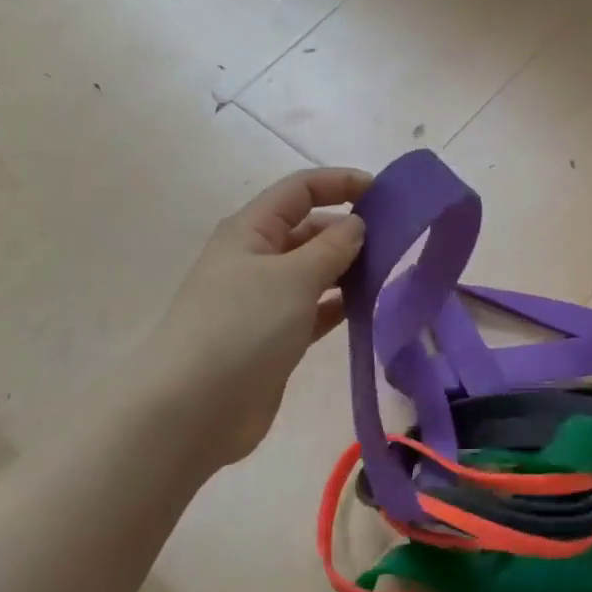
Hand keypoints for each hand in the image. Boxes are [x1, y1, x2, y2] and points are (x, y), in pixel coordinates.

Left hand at [146, 167, 371, 466]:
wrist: (194, 408)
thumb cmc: (242, 327)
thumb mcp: (292, 277)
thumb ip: (331, 247)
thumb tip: (356, 225)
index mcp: (251, 231)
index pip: (300, 190)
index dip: (340, 183)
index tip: (384, 192)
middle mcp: (256, 259)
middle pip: (309, 229)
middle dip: (349, 229)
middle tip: (396, 241)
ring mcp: (264, 301)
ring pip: (314, 271)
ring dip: (348, 269)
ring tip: (390, 273)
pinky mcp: (275, 337)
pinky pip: (315, 309)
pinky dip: (340, 304)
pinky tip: (369, 308)